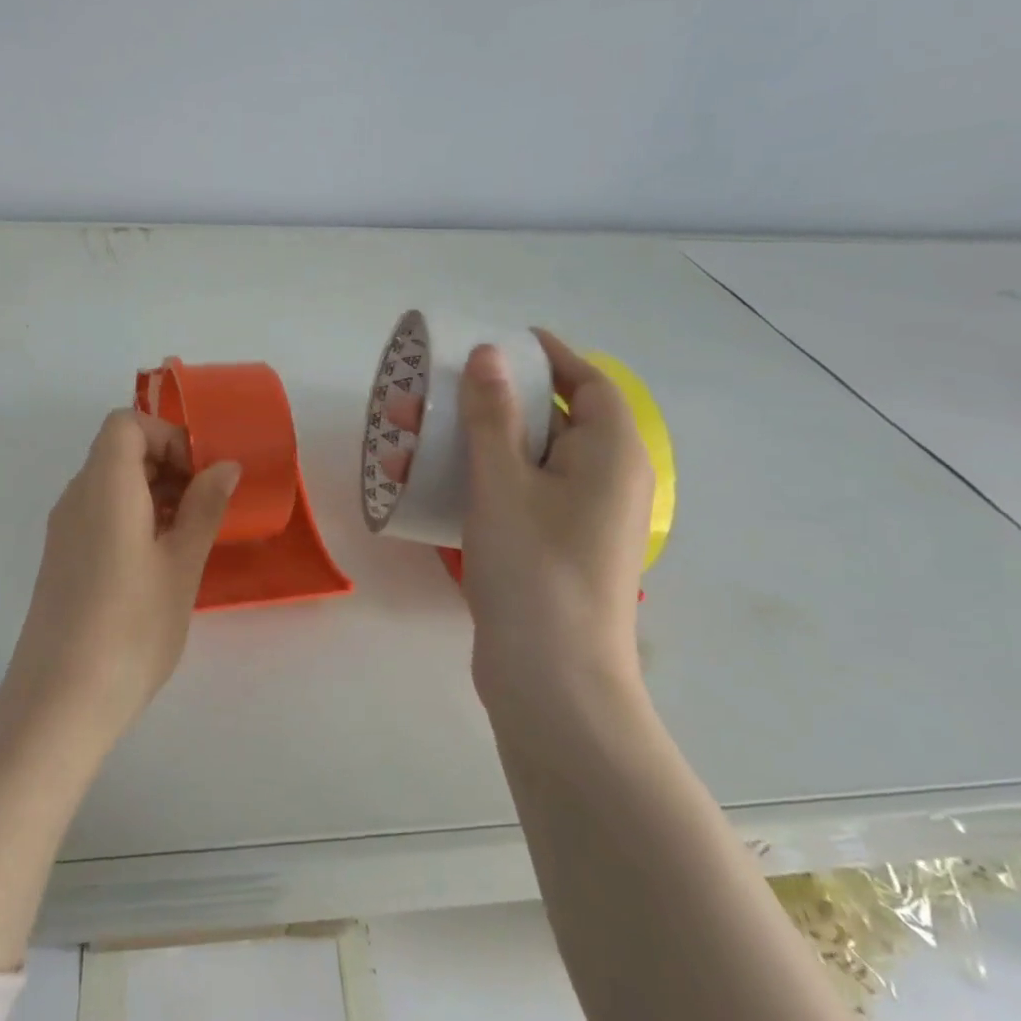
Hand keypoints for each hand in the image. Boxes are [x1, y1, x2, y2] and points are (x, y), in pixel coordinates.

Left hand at [7, 409, 240, 731]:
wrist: (60, 699)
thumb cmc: (131, 627)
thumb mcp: (181, 565)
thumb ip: (204, 508)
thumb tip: (225, 467)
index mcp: (104, 486)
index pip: (127, 424)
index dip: (169, 436)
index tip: (202, 474)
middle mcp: (77, 497)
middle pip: (119, 451)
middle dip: (169, 464)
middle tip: (208, 505)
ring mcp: (65, 530)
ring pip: (111, 484)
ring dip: (155, 493)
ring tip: (192, 534)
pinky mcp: (64, 558)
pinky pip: (101, 514)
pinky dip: (135, 517)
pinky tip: (162, 559)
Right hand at [457, 331, 653, 706]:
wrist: (551, 677)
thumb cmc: (534, 568)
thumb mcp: (503, 482)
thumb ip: (492, 415)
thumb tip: (487, 354)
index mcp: (611, 454)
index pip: (588, 383)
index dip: (549, 357)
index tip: (502, 342)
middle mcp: (604, 481)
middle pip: (550, 421)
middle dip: (488, 401)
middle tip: (435, 390)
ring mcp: (578, 520)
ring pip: (524, 461)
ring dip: (471, 442)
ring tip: (409, 433)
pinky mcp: (550, 549)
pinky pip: (515, 496)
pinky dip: (476, 481)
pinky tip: (425, 483)